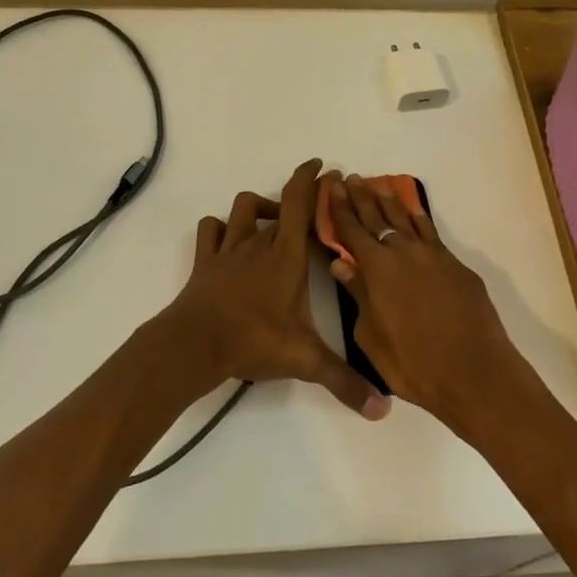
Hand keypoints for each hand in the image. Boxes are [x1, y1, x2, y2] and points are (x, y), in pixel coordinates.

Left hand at [159, 159, 391, 420]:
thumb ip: (344, 381)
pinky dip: (222, 227)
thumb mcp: (305, 360)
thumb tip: (382, 409)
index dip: (312, 180)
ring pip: (243, 208)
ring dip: (260, 207)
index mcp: (287, 256)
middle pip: (278, 204)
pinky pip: (211, 230)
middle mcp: (260, 243)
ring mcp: (229, 250)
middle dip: (296, 196)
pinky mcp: (205, 261)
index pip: (301, 204)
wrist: (194, 344)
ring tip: (273, 223)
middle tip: (310, 206)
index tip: (323, 167)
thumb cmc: (253, 340)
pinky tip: (230, 239)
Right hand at [325, 174, 524, 424]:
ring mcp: (433, 255)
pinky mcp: (455, 265)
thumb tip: (341, 265)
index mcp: (377, 269)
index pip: (352, 230)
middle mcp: (403, 252)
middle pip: (377, 218)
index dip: (340, 208)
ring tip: (378, 185)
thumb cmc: (414, 364)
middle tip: (351, 178)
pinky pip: (431, 232)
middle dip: (361, 197)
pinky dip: (419, 218)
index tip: (333, 187)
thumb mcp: (371, 336)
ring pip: (406, 219)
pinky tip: (413, 211)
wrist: (474, 372)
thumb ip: (357, 295)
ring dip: (390, 201)